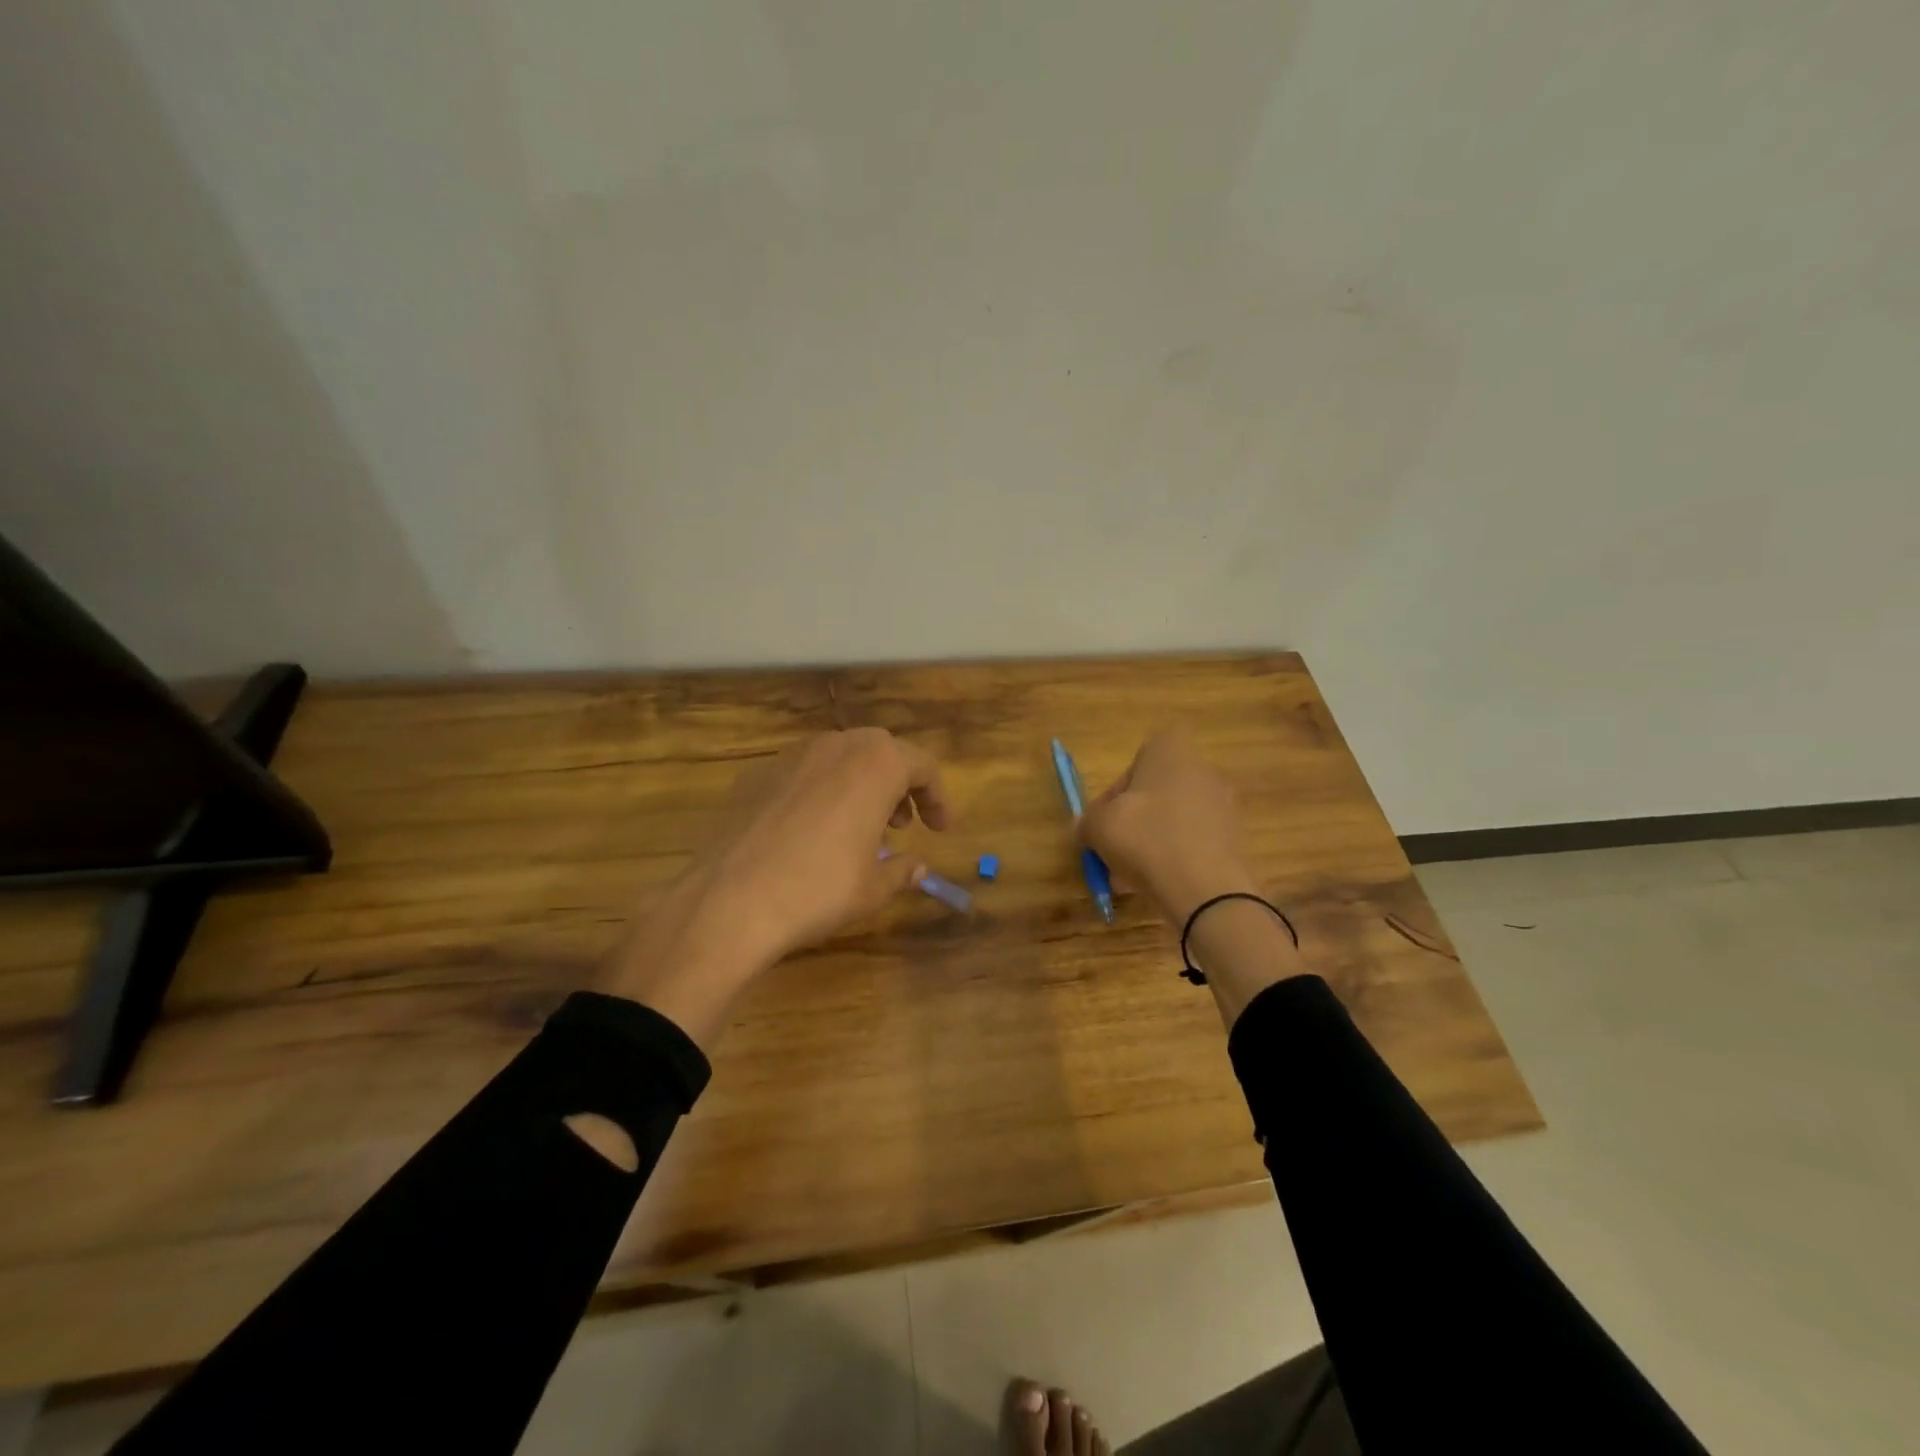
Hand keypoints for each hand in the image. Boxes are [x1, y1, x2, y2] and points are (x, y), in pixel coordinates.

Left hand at [597, 729, 948, 1042]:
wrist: (730, 900)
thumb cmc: (818, 889)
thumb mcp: (873, 887)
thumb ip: (901, 870)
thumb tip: (917, 867)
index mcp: (875, 764)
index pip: (922, 765)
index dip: (938, 797)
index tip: (941, 829)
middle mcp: (835, 745)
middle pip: (880, 752)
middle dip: (898, 785)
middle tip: (902, 825)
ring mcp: (790, 756)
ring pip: (839, 758)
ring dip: (859, 785)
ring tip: (859, 828)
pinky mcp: (755, 775)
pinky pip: (802, 774)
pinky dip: (820, 793)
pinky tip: (809, 833)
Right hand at [1077, 729, 1259, 927]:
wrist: (1206, 888)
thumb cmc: (1145, 838)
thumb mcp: (1098, 827)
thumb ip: (1086, 822)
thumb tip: (1083, 825)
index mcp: (1171, 751)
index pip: (1135, 762)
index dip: (1116, 793)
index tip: (1106, 820)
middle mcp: (1203, 770)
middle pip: (1156, 795)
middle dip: (1134, 822)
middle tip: (1115, 851)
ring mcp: (1224, 805)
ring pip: (1174, 822)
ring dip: (1152, 843)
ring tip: (1130, 878)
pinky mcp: (1236, 839)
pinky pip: (1195, 843)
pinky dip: (1176, 859)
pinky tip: (1157, 886)